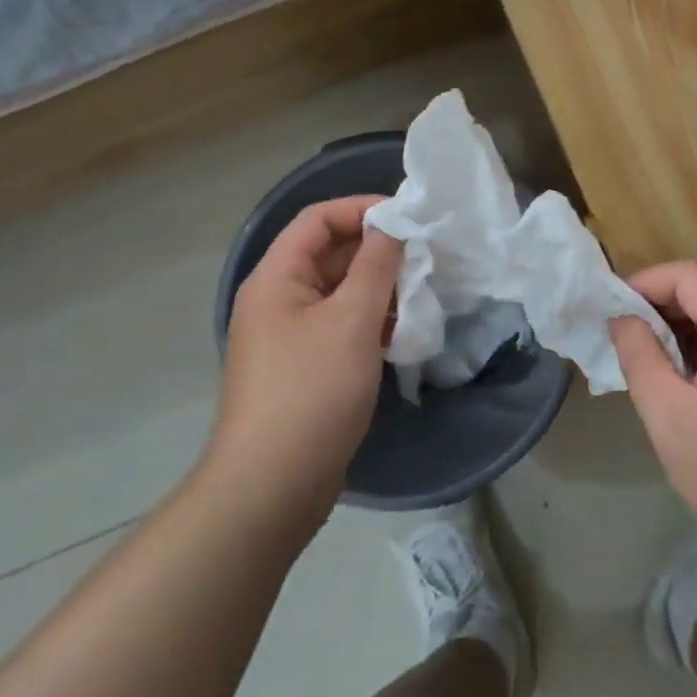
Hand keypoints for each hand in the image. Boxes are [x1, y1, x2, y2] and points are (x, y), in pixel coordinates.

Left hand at [210, 196, 402, 532]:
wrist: (272, 488)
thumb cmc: (312, 392)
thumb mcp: (352, 320)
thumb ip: (376, 265)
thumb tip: (393, 224)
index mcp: (276, 278)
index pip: (318, 219)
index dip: (361, 209)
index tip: (408, 218)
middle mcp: (278, 299)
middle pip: (329, 254)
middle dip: (377, 251)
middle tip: (424, 257)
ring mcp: (290, 336)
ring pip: (339, 292)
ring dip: (379, 288)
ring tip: (421, 293)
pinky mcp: (305, 367)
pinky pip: (340, 325)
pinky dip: (371, 320)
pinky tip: (404, 331)